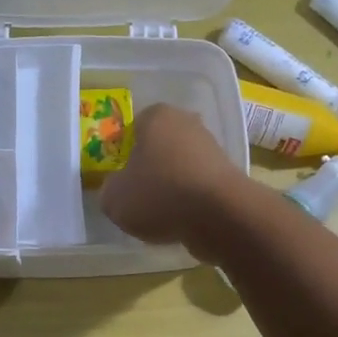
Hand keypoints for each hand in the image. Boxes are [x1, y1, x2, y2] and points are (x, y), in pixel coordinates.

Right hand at [98, 104, 250, 259]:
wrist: (220, 215)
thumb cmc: (159, 194)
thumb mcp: (114, 198)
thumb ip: (109, 189)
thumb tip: (117, 189)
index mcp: (156, 116)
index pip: (131, 129)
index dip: (122, 154)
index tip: (119, 178)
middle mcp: (187, 123)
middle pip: (159, 147)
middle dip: (149, 168)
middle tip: (137, 195)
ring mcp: (212, 148)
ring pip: (180, 167)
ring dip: (170, 186)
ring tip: (159, 214)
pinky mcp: (228, 174)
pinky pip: (198, 186)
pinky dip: (189, 201)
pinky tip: (181, 220)